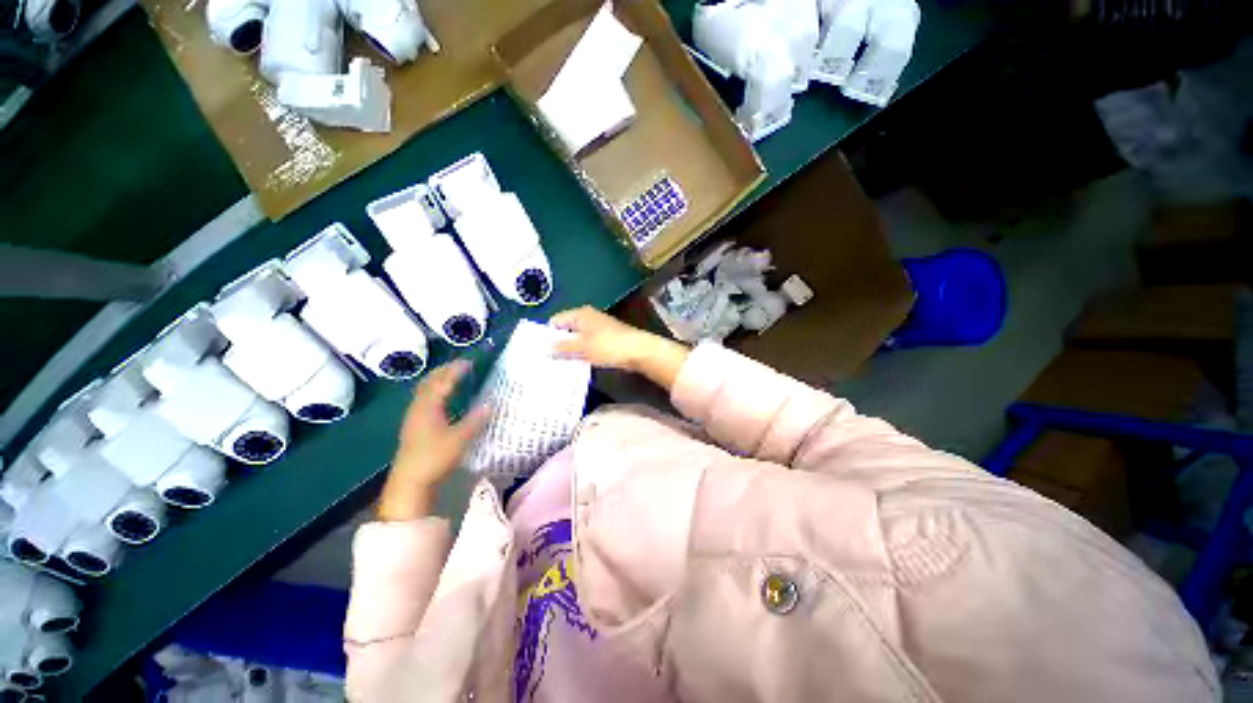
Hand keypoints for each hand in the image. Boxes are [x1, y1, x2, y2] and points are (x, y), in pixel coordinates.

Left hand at [377, 360, 489, 521]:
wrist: (409, 482)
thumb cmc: (434, 458)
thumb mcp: (459, 439)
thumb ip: (475, 421)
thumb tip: (490, 404)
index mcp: (428, 407)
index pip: (443, 381)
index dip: (455, 370)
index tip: (469, 362)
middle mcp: (418, 408)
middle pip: (429, 382)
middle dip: (444, 371)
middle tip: (461, 365)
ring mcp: (414, 417)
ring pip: (425, 391)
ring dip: (438, 380)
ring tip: (453, 377)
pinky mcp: (414, 426)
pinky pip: (425, 399)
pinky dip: (435, 391)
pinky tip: (444, 399)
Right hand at [551, 306, 689, 390]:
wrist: (638, 351)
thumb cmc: (608, 345)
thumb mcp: (583, 347)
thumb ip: (563, 347)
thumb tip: (546, 347)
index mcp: (580, 314)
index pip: (556, 320)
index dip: (547, 334)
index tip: (539, 350)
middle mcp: (588, 318)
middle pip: (566, 329)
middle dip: (557, 344)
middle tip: (546, 360)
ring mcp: (597, 329)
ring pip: (577, 339)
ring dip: (569, 350)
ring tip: (557, 365)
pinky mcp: (604, 340)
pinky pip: (587, 346)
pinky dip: (581, 353)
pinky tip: (575, 365)